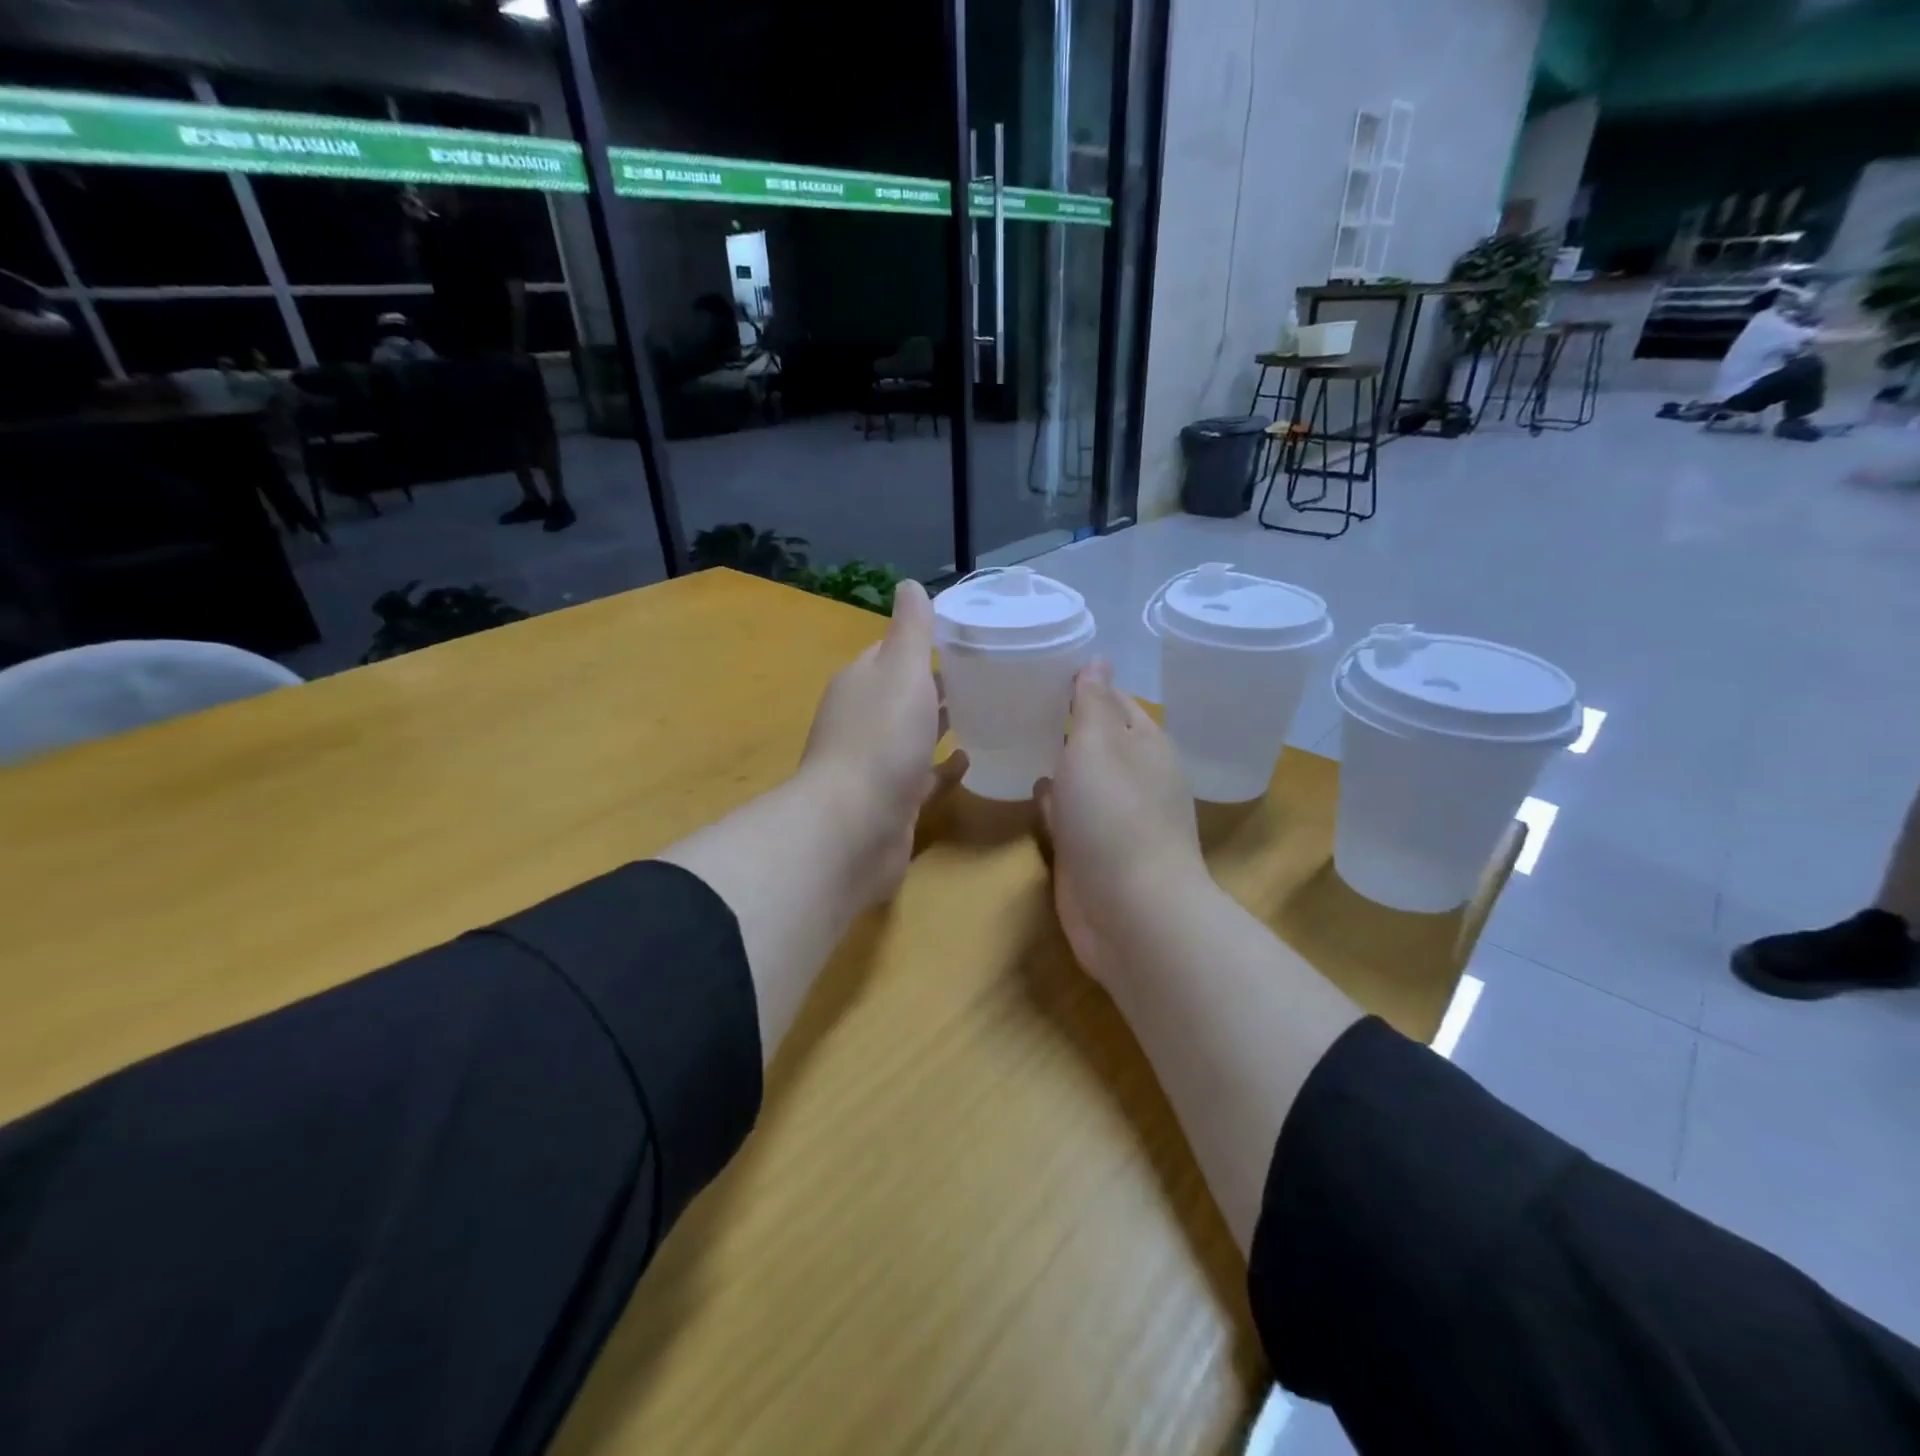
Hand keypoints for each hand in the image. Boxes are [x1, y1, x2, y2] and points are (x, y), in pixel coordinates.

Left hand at [797, 579, 965, 909]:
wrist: (854, 827)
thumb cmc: (881, 739)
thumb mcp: (901, 670)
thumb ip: (910, 629)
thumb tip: (908, 584)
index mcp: (861, 683)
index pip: (890, 653)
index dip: (921, 643)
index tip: (963, 638)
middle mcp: (862, 720)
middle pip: (902, 695)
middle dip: (934, 685)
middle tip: (985, 675)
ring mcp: (875, 764)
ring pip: (912, 736)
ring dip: (939, 725)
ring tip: (985, 712)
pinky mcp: (892, 802)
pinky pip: (923, 778)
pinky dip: (943, 768)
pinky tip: (970, 762)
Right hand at [1035, 660, 1207, 985]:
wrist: (1130, 911)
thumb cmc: (1114, 815)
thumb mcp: (1098, 744)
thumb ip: (1092, 703)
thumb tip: (1098, 660)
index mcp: (1145, 744)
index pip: (1112, 700)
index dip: (1080, 684)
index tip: (1036, 668)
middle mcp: (1134, 777)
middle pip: (1095, 740)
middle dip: (1062, 724)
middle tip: (1011, 701)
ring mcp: (1114, 818)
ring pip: (1081, 779)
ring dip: (1057, 763)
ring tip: (1013, 739)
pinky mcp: (1093, 852)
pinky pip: (1070, 816)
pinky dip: (1054, 803)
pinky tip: (1031, 793)